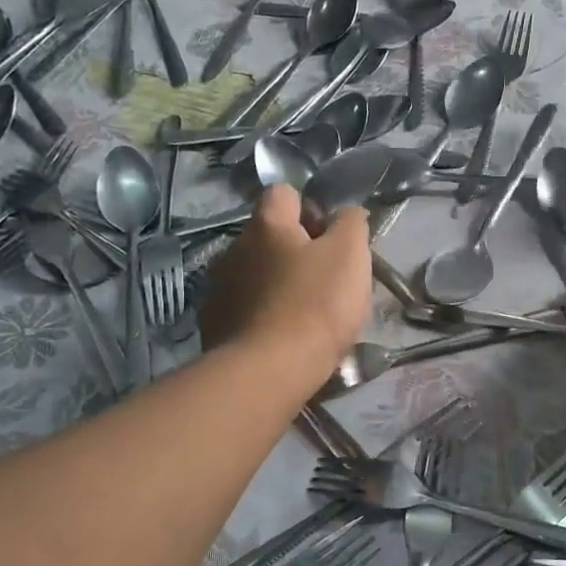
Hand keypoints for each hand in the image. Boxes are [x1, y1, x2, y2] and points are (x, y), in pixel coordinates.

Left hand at [201, 186, 370, 384]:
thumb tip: (346, 214)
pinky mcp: (215, 324)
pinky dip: (262, 316)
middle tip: (326, 280)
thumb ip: (351, 223)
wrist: (268, 372)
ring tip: (305, 315)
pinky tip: (281, 338)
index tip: (330, 237)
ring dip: (277, 284)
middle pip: (269, 236)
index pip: (283, 193)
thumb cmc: (316, 305)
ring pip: (255, 274)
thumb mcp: (350, 255)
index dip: (310, 208)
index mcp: (267, 225)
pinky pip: (244, 308)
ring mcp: (220, 288)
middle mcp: (235, 248)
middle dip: (295, 251)